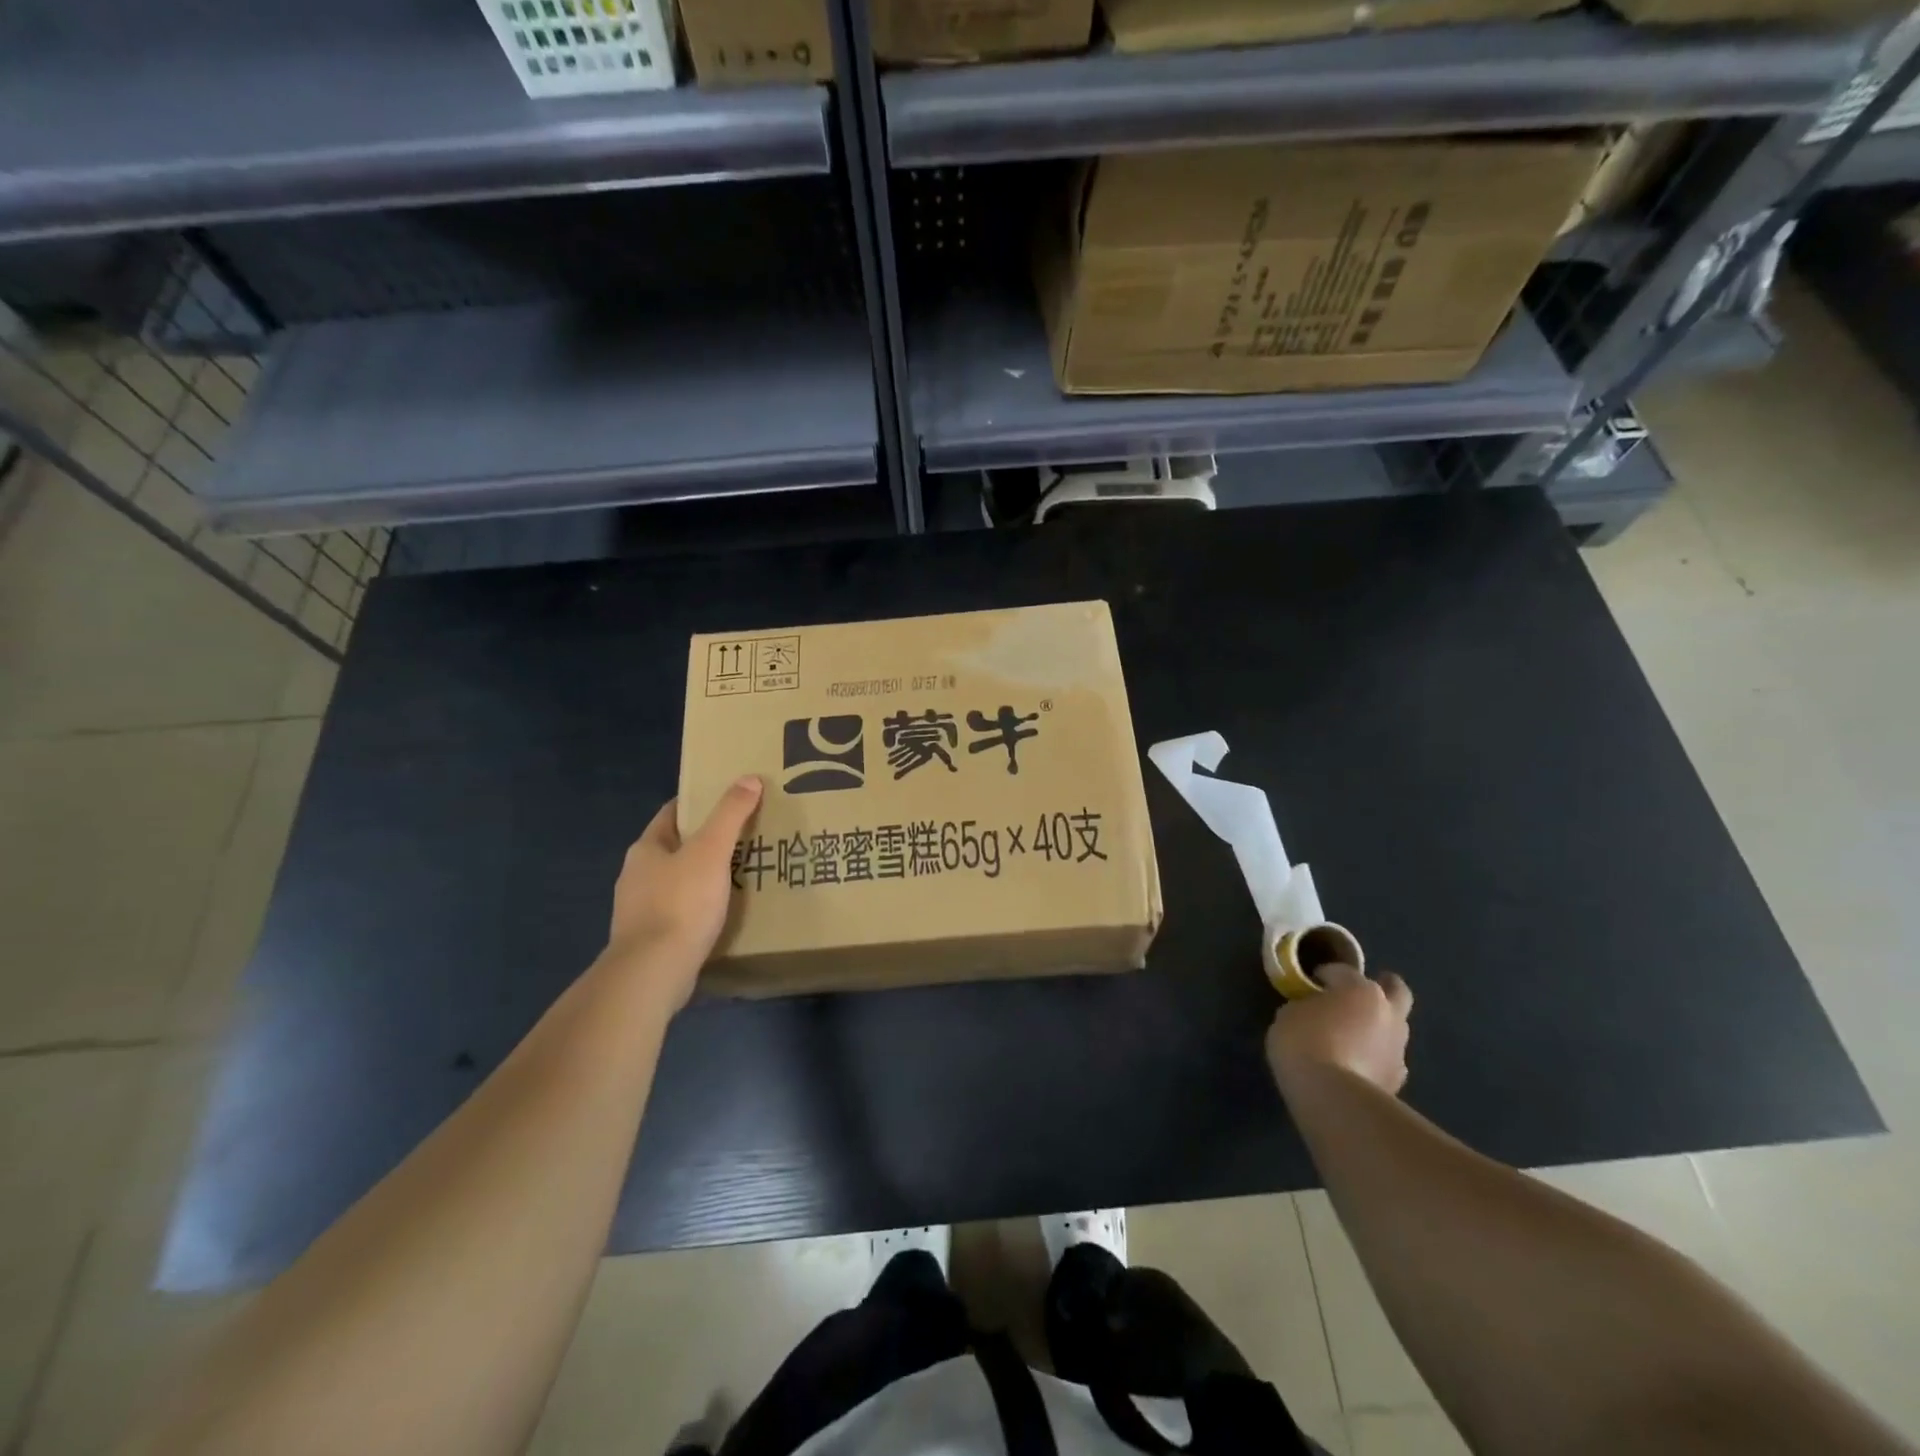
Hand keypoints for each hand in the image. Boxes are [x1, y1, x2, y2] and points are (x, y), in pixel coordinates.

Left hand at [606, 777, 763, 1006]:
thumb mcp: (711, 851)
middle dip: (706, 842)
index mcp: (646, 848)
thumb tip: (748, 778)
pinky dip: (699, 907)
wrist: (652, 973)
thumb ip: (730, 814)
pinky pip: (679, 912)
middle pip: (675, 848)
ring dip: (703, 877)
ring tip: (739, 875)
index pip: (673, 814)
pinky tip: (721, 913)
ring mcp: (639, 910)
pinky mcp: (650, 939)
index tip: (730, 801)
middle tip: (744, 838)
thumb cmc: (681, 903)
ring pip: (677, 881)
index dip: (699, 804)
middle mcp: (636, 875)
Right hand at [1266, 963, 1412, 1096]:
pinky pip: (1388, 1059)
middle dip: (1384, 987)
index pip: (1341, 971)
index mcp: (1360, 989)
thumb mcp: (1289, 1014)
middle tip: (1360, 995)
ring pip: (1395, 1027)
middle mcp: (1387, 1013)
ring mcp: (1398, 1048)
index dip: (1324, 975)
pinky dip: (1376, 1057)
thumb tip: (1314, 1010)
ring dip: (1379, 1027)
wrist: (1333, 1098)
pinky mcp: (1398, 1080)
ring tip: (1354, 1036)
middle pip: (1396, 990)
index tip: (1309, 983)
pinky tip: (1359, 1065)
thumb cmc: (1305, 1043)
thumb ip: (1307, 1005)